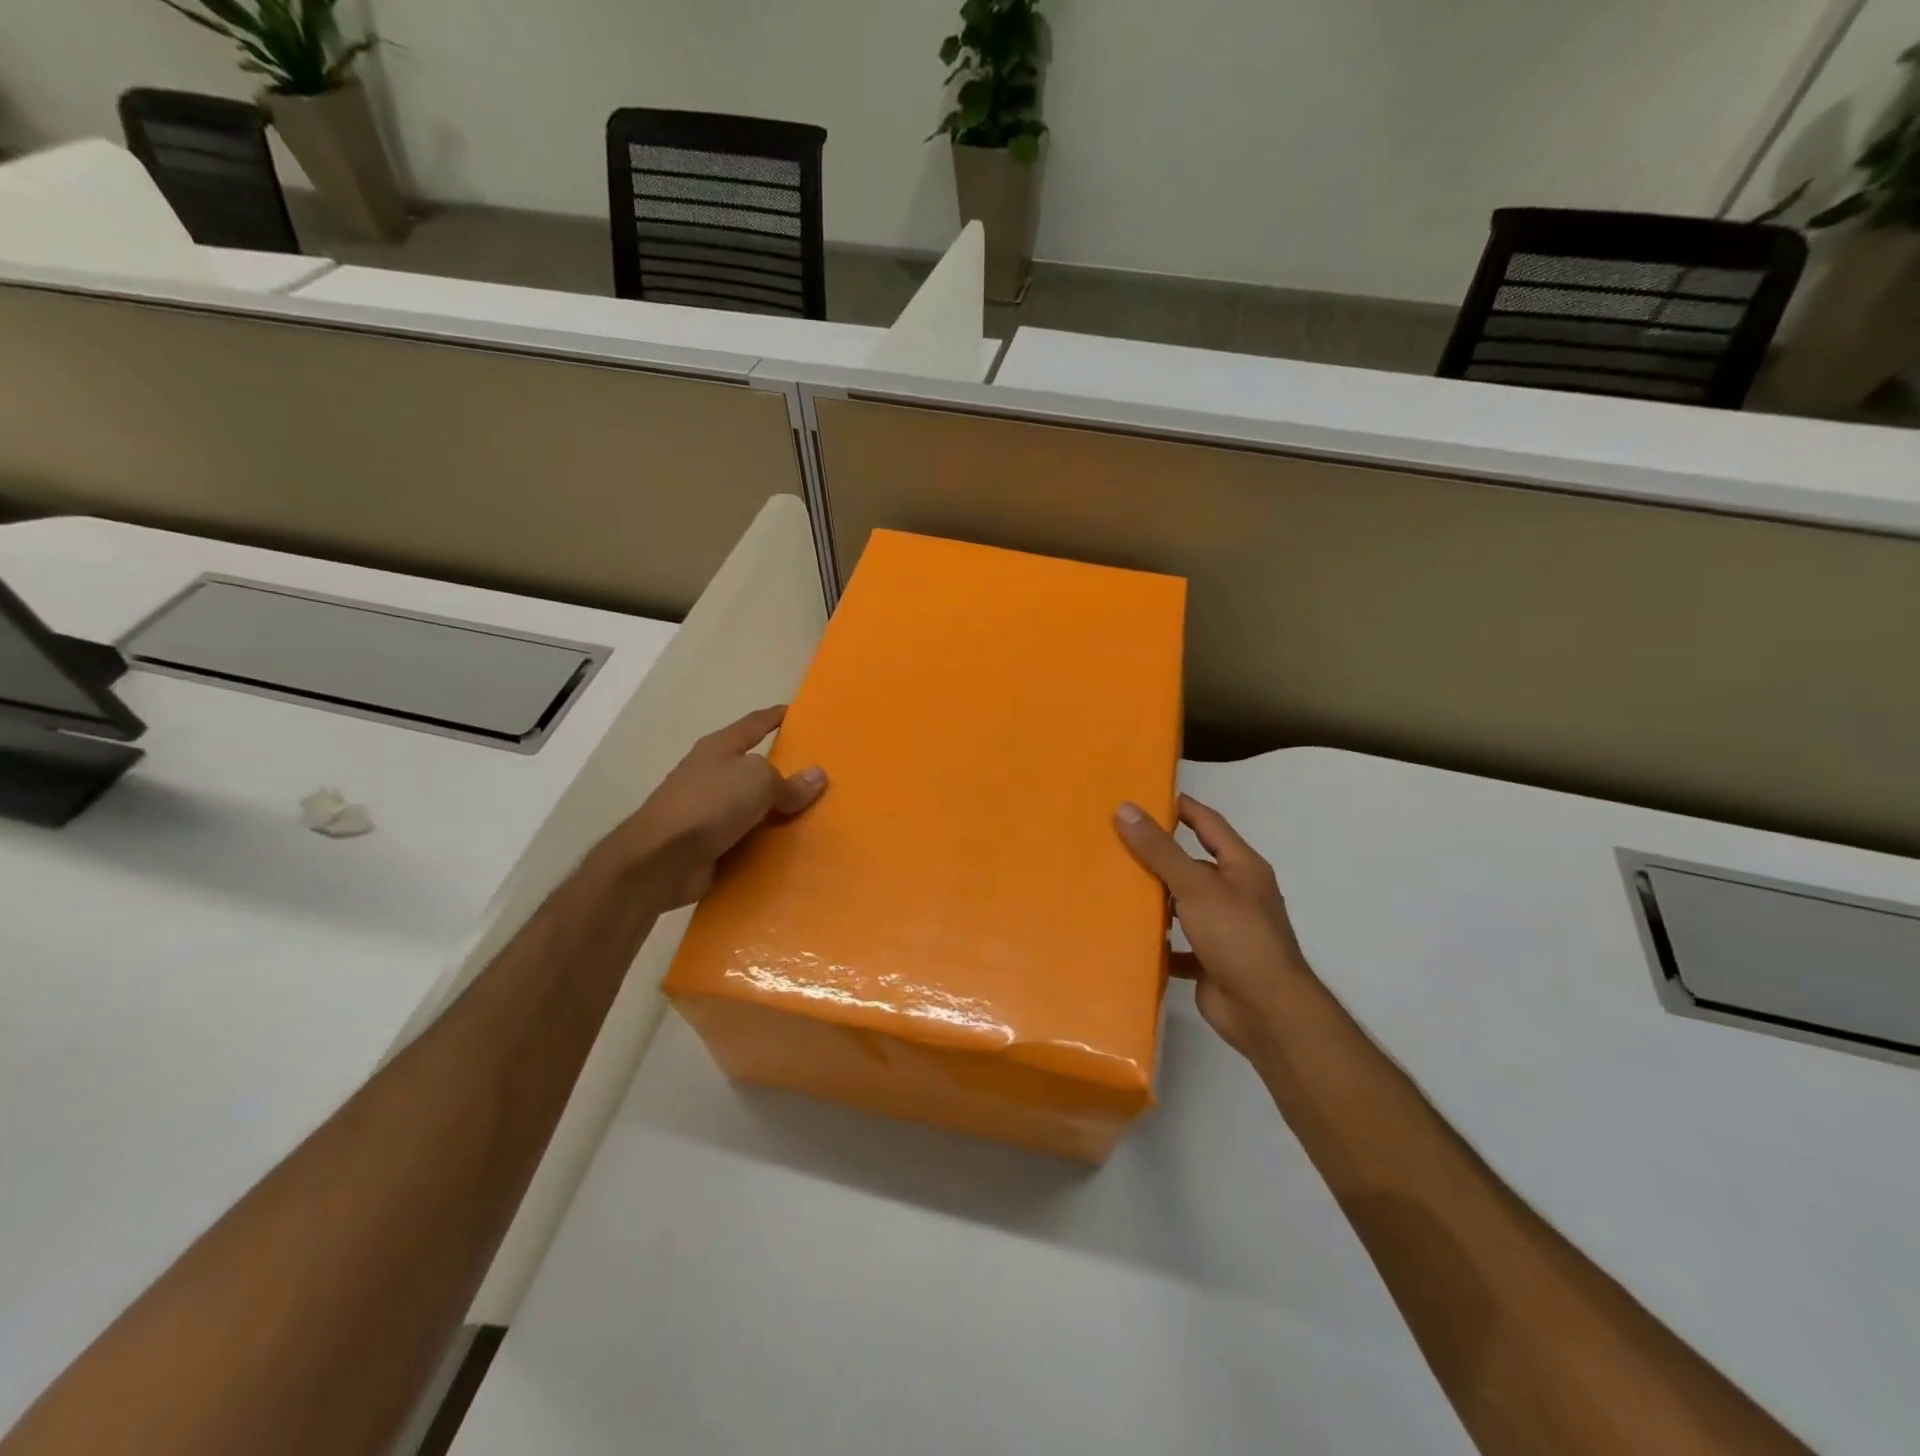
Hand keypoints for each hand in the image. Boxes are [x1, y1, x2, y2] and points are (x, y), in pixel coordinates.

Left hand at [606, 706, 826, 908]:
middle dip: (784, 771)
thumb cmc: (709, 804)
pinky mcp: (708, 844)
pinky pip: (747, 839)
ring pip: (753, 807)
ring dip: (777, 813)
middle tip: (820, 776)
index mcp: (720, 748)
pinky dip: (766, 843)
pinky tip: (792, 850)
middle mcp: (711, 775)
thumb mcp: (758, 782)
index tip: (799, 714)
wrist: (660, 860)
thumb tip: (817, 776)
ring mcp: (707, 811)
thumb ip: (789, 782)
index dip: (775, 717)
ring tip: (815, 816)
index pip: (754, 724)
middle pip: (755, 768)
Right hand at [1115, 794, 1315, 1060]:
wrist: (1265, 1011)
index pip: (1210, 824)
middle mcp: (1236, 893)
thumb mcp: (1195, 885)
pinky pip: (1178, 944)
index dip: (1183, 808)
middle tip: (1116, 841)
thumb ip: (1160, 849)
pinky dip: (1158, 941)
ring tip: (1114, 886)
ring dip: (1156, 899)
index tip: (1148, 796)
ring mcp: (1225, 929)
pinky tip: (1128, 936)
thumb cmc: (1237, 936)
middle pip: (1193, 864)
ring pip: (1184, 905)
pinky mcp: (1211, 961)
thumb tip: (1125, 808)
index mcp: (1242, 867)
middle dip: (1159, 855)